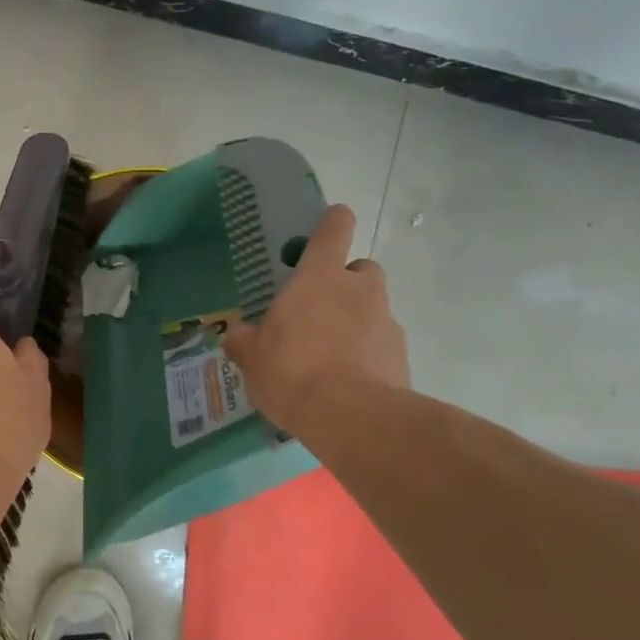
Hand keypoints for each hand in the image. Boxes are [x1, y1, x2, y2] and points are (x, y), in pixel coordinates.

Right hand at [224, 205, 410, 438]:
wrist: (353, 417)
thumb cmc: (293, 370)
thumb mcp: (252, 357)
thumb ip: (245, 340)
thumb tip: (238, 335)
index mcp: (320, 277)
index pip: (334, 230)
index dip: (333, 222)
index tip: (331, 223)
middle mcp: (359, 289)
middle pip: (359, 270)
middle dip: (344, 284)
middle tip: (318, 312)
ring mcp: (387, 321)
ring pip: (372, 309)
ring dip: (355, 322)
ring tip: (329, 357)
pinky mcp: (401, 355)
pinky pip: (381, 344)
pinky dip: (367, 355)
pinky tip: (347, 382)